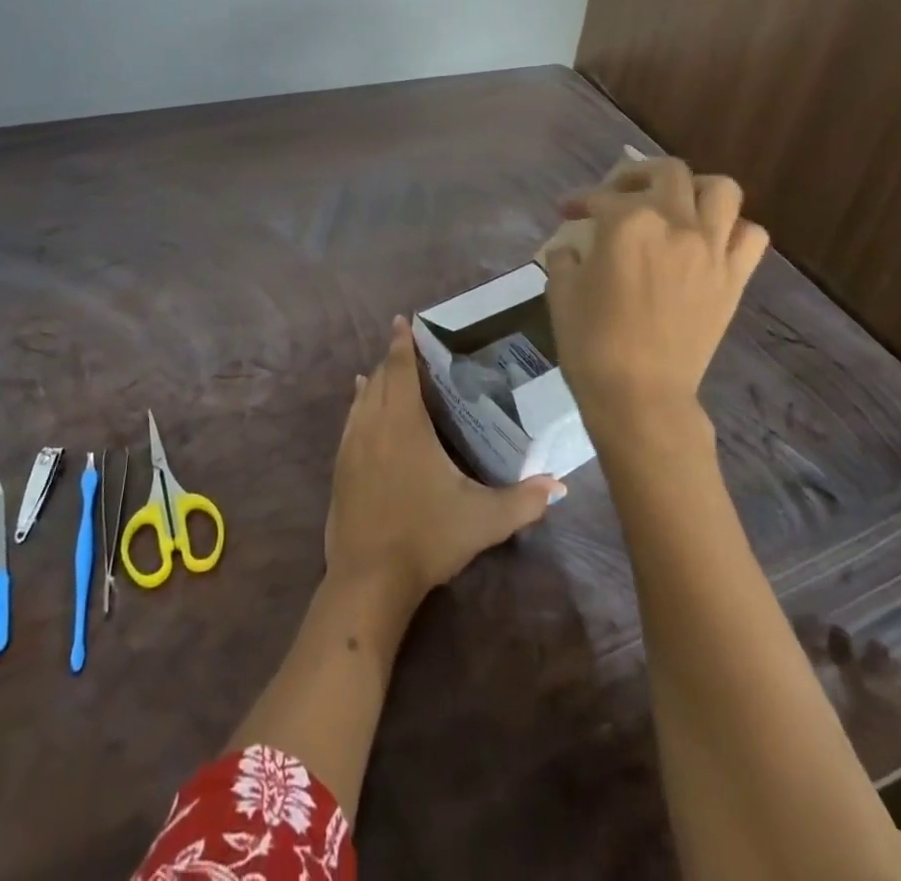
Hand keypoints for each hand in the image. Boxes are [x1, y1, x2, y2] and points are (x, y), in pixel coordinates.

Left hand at [325, 317, 562, 608]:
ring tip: (382, 369)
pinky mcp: (340, 466)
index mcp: (405, 424)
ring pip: (362, 398)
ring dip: (374, 380)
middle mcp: (374, 425)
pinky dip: (358, 403)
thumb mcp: (483, 520)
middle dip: (391, 359)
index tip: (402, 321)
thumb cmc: (427, 537)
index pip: (400, 370)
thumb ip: (524, 501)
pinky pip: (351, 419)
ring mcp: (352, 445)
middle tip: (405, 345)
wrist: (368, 577)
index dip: (401, 344)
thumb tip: (560, 486)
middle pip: (380, 379)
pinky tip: (360, 405)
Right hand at [543, 156, 768, 450]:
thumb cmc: (592, 344)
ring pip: (721, 190)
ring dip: (695, 188)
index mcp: (628, 223)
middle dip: (636, 174)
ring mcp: (712, 249)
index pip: (600, 197)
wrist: (640, 396)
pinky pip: (750, 235)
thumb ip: (565, 257)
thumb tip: (572, 247)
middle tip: (618, 194)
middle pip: (667, 172)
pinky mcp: (733, 278)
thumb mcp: (561, 292)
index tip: (567, 211)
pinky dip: (732, 228)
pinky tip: (708, 240)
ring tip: (675, 204)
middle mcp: (676, 223)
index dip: (579, 201)